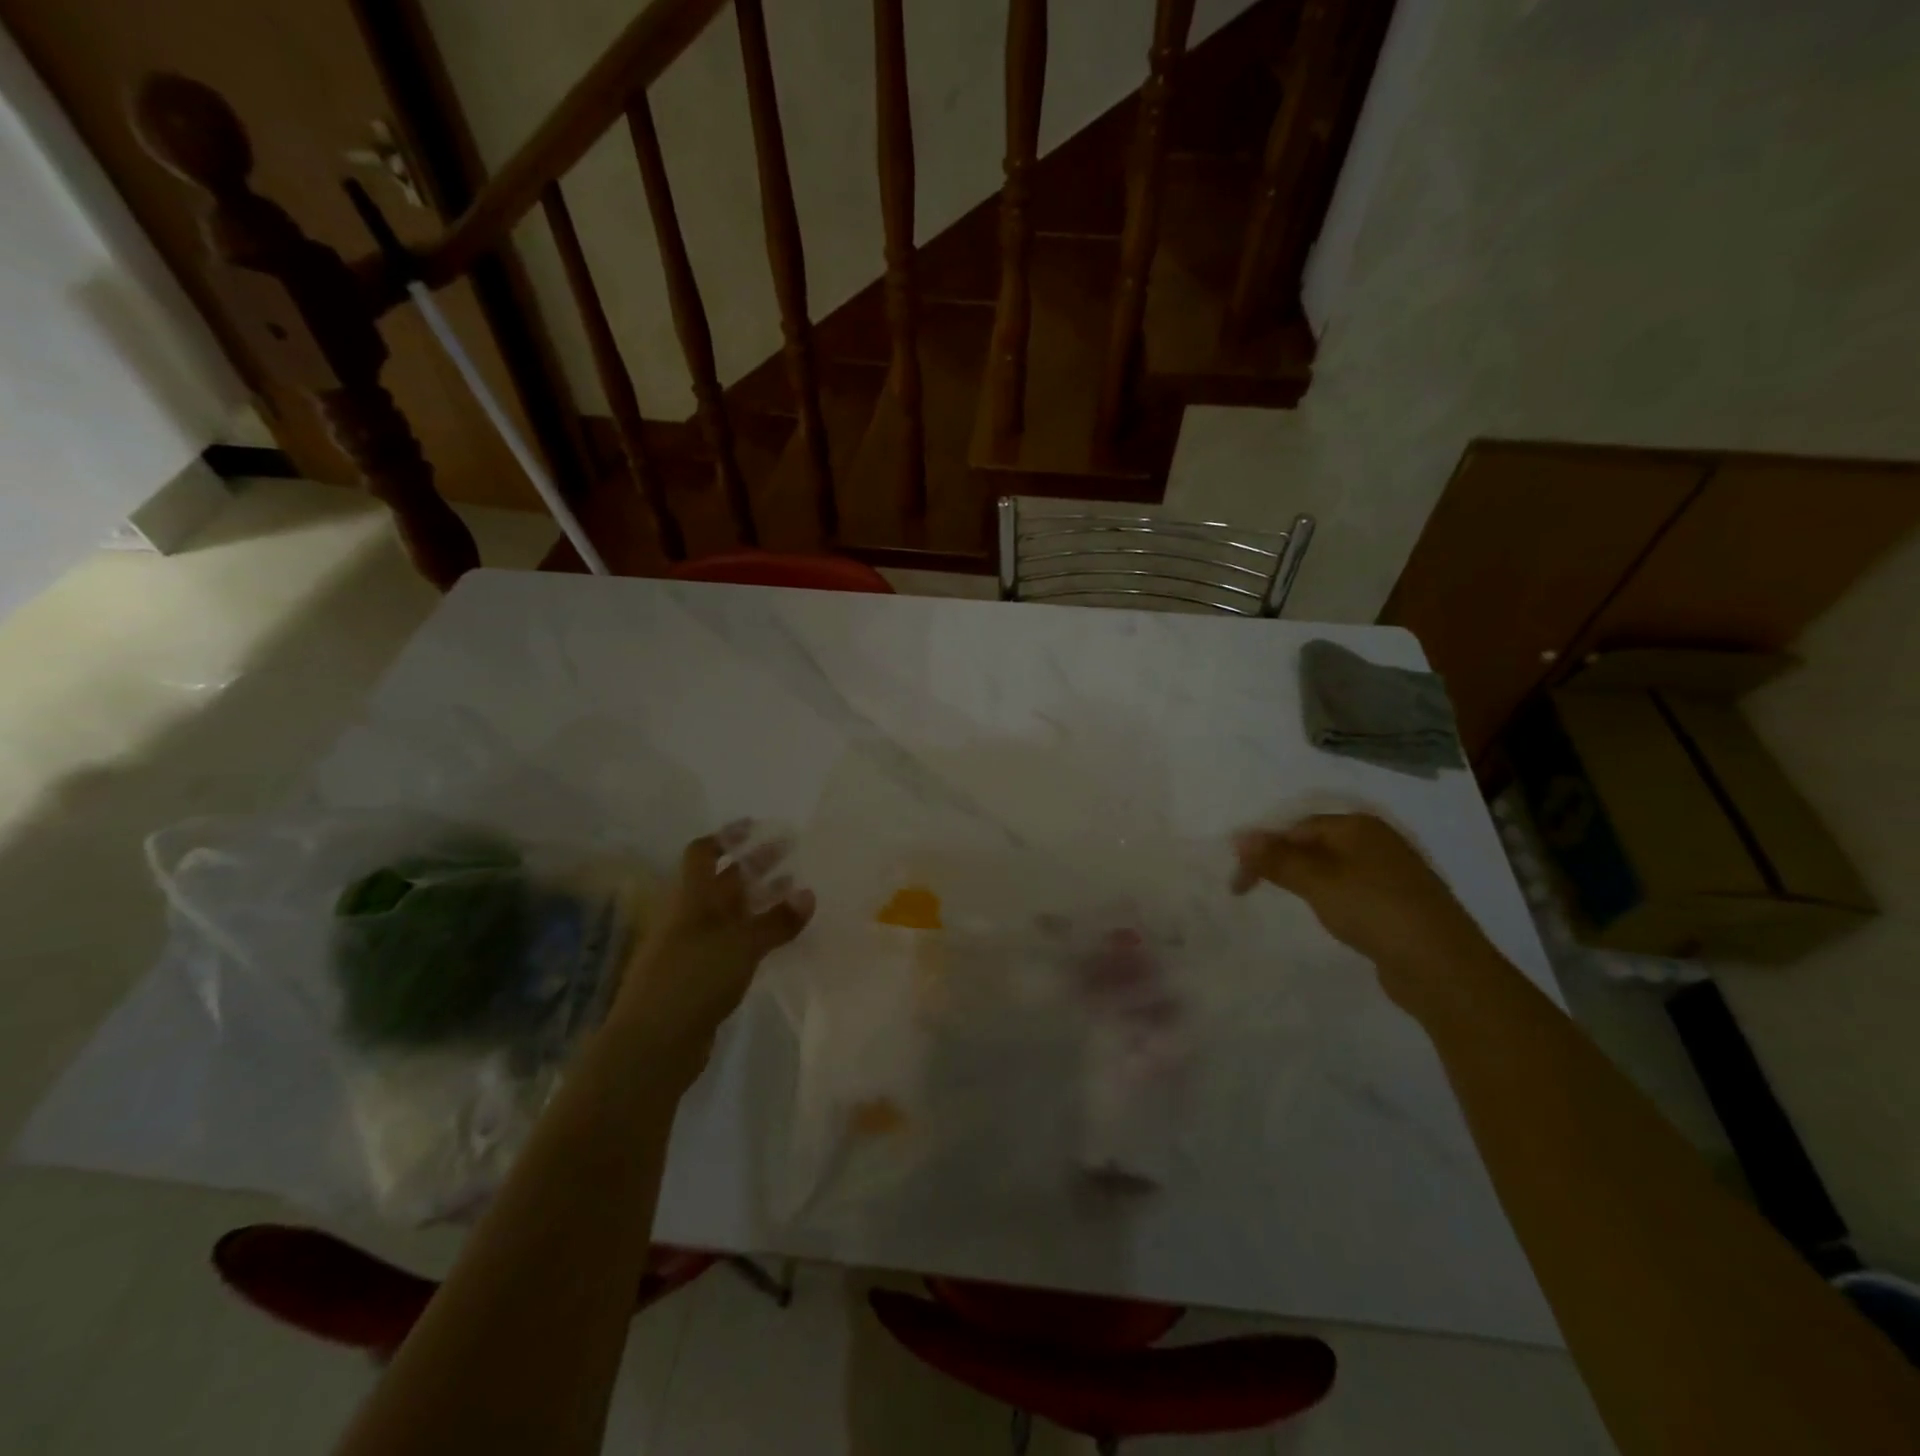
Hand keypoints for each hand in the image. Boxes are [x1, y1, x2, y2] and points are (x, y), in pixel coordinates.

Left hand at [610, 827, 814, 1063]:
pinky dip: (756, 934)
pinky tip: (779, 938)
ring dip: (759, 900)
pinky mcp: (701, 978)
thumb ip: (776, 921)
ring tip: (796, 893)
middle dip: (755, 865)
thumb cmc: (692, 981)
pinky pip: (733, 944)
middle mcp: (689, 917)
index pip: (702, 853)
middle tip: (792, 854)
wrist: (650, 1048)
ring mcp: (693, 949)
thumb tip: (808, 893)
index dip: (727, 837)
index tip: (757, 827)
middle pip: (722, 881)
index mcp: (690, 899)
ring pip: (730, 914)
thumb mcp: (740, 946)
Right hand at [1232, 813, 1498, 1014]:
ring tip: (1286, 900)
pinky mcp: (1400, 903)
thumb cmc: (1374, 910)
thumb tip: (1239, 836)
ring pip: (1333, 867)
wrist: (1443, 967)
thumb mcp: (1316, 881)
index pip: (1296, 828)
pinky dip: (1330, 896)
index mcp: (1359, 826)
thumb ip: (1276, 859)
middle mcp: (1378, 841)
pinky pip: (1352, 889)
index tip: (1239, 883)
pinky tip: (1328, 915)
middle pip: (1314, 844)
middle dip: (1281, 862)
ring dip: (1304, 880)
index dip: (1263, 849)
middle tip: (1253, 889)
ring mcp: (1393, 873)